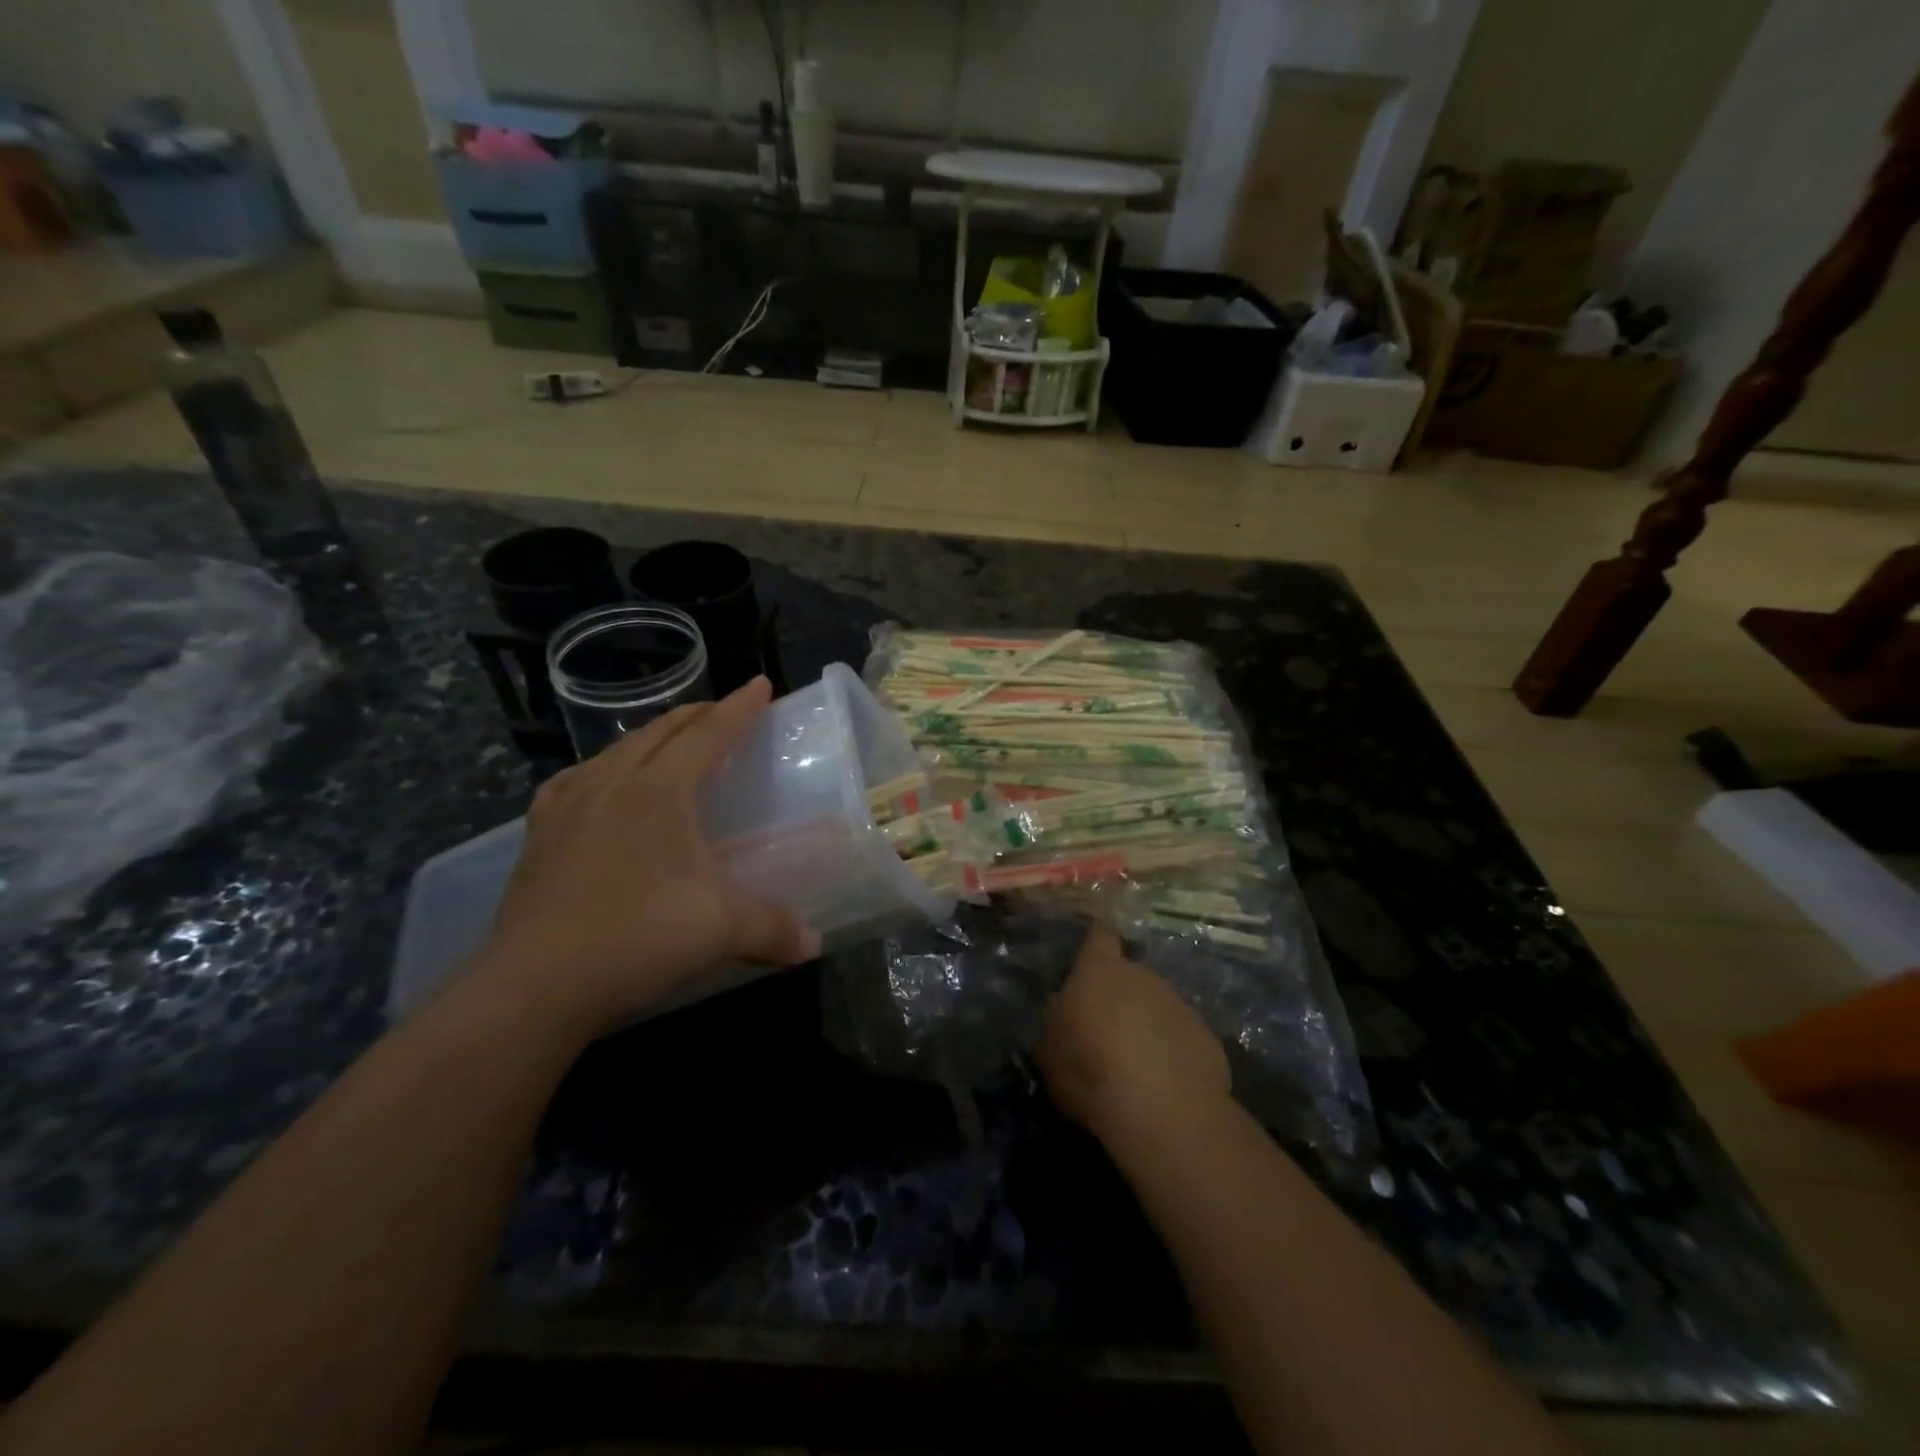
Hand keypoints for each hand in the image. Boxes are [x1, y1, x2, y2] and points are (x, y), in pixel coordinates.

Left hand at [471, 677, 819, 1037]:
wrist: (534, 984)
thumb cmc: (638, 936)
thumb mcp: (722, 929)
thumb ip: (775, 928)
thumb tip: (814, 944)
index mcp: (660, 790)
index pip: (708, 734)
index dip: (739, 708)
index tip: (760, 684)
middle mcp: (612, 783)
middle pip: (661, 732)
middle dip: (698, 716)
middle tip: (724, 713)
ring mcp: (568, 806)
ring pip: (617, 751)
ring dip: (652, 739)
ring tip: (669, 745)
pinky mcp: (539, 835)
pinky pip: (575, 781)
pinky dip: (602, 770)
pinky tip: (599, 786)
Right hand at [1037, 927, 1231, 1148]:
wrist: (1163, 1111)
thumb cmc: (1090, 1069)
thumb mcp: (1048, 1044)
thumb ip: (1058, 1014)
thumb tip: (1067, 1004)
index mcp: (1100, 970)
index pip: (1099, 937)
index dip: (1095, 944)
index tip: (1091, 953)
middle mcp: (1143, 976)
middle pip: (1130, 976)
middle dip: (1120, 998)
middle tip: (1106, 1034)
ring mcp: (1180, 1005)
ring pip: (1157, 1008)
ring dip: (1147, 1027)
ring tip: (1135, 1067)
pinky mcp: (1208, 1038)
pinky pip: (1181, 1039)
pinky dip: (1172, 1054)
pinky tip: (1163, 1086)